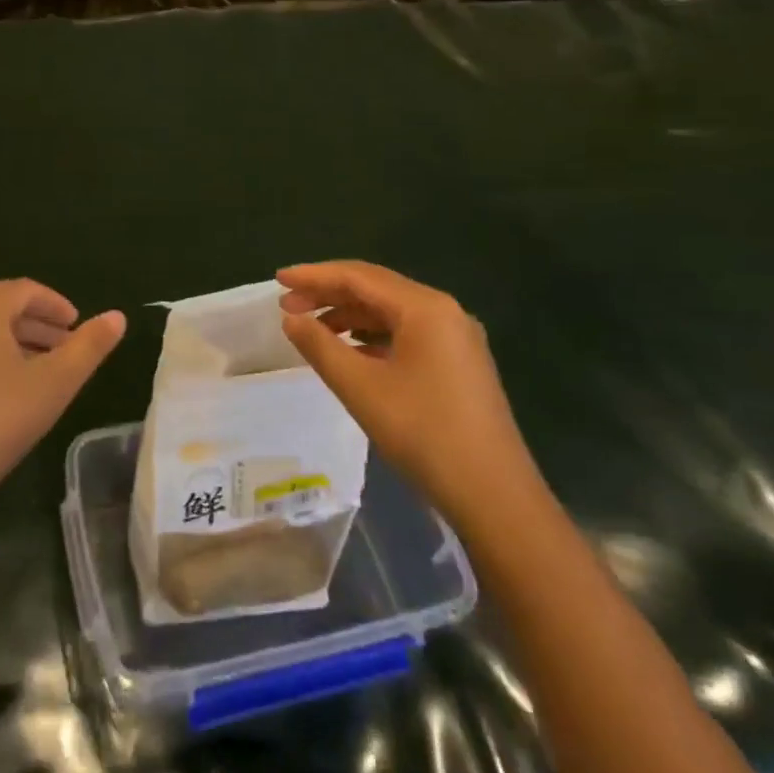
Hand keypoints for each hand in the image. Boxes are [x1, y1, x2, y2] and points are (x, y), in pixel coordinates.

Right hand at [277, 261, 538, 523]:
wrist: (495, 496)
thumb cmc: (424, 434)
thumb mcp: (361, 388)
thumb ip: (320, 346)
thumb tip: (291, 318)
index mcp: (425, 307)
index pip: (359, 276)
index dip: (314, 276)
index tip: (278, 279)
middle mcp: (444, 311)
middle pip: (376, 288)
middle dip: (328, 293)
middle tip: (286, 305)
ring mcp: (456, 338)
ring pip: (391, 312)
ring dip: (349, 315)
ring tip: (310, 328)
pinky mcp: (459, 363)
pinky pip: (406, 334)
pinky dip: (371, 335)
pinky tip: (349, 351)